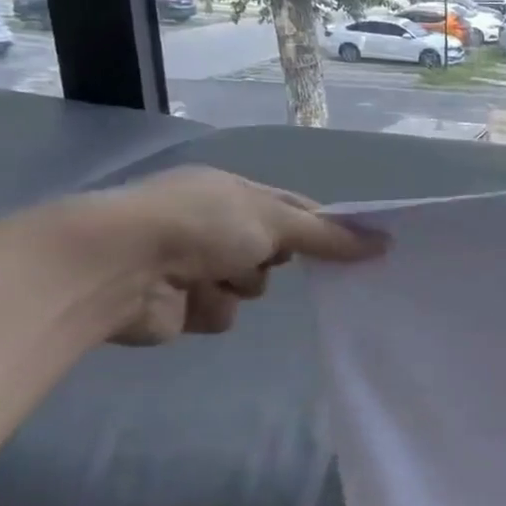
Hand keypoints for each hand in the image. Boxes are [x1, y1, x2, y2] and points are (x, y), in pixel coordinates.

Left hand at [60, 167, 385, 344]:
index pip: (293, 208)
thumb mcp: (274, 219)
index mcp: (232, 192)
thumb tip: (384, 242)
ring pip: (250, 287)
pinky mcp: (181, 305)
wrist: (121, 267)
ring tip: (211, 278)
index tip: (355, 247)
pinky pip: (221, 313)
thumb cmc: (201, 225)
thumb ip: (328, 236)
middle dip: (271, 260)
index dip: (322, 227)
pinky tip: (188, 300)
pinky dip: (211, 308)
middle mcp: (214, 225)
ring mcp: (195, 265)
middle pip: (274, 252)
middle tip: (265, 259)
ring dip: (239, 286)